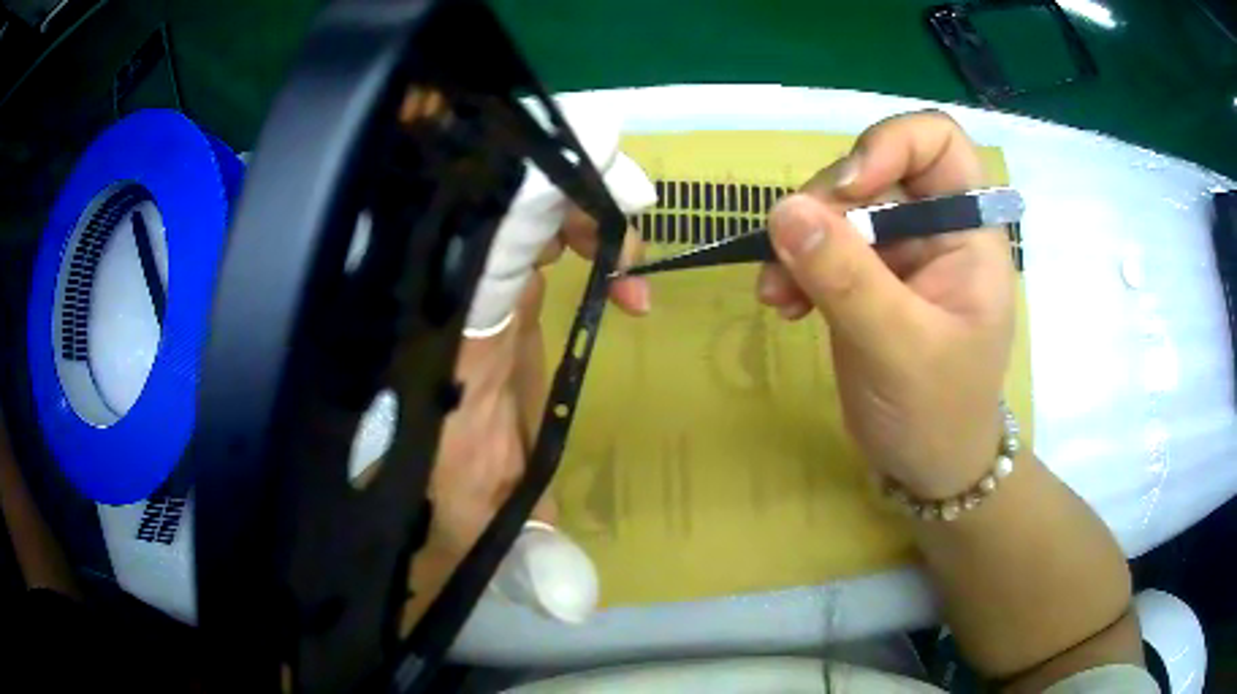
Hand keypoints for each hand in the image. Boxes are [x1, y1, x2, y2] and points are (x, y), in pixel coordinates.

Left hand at [406, 98, 656, 627]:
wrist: (412, 492)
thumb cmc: (437, 506)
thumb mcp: (489, 536)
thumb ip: (535, 560)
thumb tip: (578, 602)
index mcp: (452, 338)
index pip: (488, 239)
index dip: (541, 199)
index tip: (613, 206)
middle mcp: (457, 295)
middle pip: (505, 194)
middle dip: (576, 187)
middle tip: (633, 229)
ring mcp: (475, 286)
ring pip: (523, 202)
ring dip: (587, 207)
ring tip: (631, 263)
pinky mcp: (496, 291)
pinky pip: (539, 234)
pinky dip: (586, 231)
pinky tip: (619, 279)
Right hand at [756, 111, 1015, 498]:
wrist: (926, 467)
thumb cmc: (938, 413)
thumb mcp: (899, 349)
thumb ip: (848, 279)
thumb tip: (784, 210)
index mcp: (969, 234)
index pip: (939, 143)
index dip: (891, 144)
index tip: (849, 189)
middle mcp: (935, 229)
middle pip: (875, 170)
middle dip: (828, 203)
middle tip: (793, 251)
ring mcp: (898, 253)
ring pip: (839, 208)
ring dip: (799, 239)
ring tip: (776, 292)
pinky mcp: (866, 278)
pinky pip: (821, 246)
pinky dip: (794, 266)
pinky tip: (781, 303)